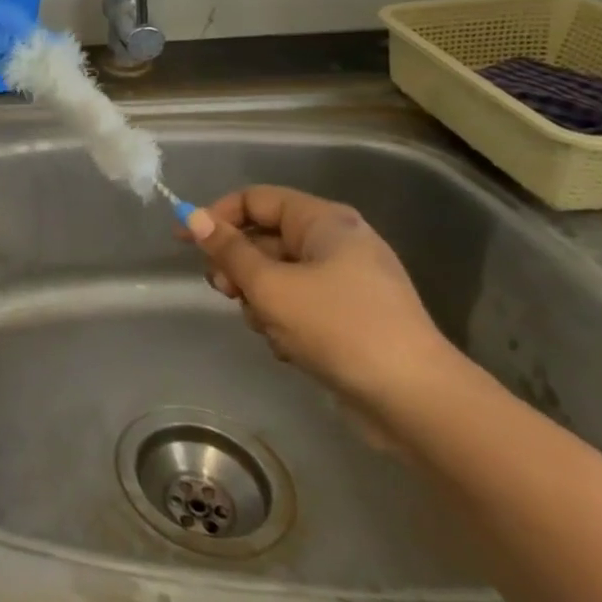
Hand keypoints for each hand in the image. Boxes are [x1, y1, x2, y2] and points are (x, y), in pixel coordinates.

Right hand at [183, 185, 462, 411]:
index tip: (184, 242)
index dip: (216, 216)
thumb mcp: (269, 285)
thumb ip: (227, 250)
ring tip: (266, 326)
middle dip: (237, 265)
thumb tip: (193, 216)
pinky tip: (288, 347)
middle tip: (225, 291)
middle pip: (263, 238)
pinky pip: (298, 305)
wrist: (417, 402)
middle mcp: (336, 243)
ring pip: (276, 276)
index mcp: (324, 222)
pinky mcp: (350, 318)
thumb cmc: (338, 327)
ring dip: (259, 299)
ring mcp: (346, 282)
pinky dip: (283, 321)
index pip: (255, 199)